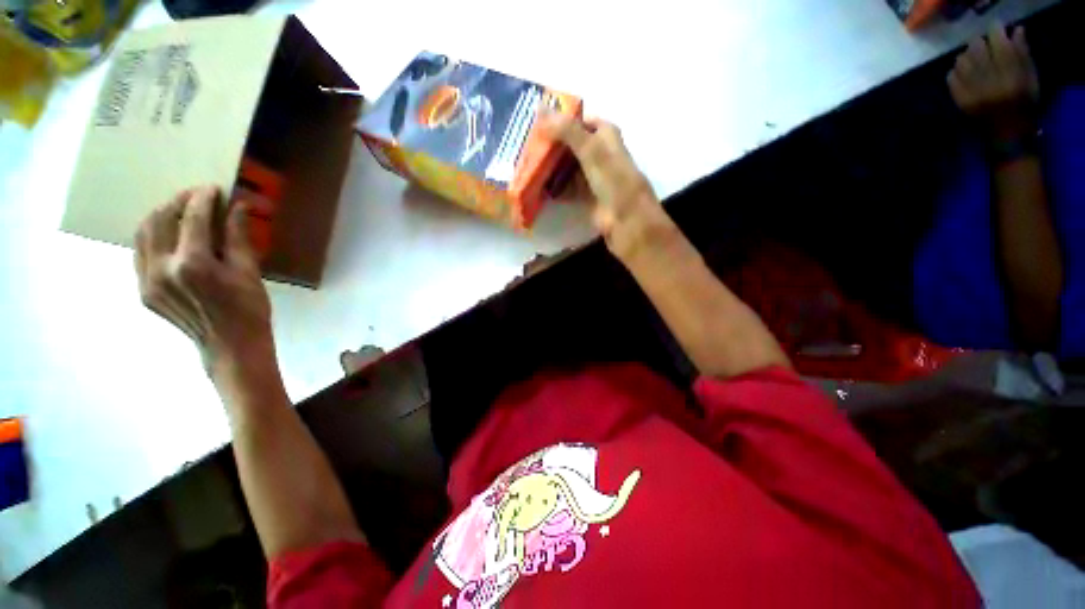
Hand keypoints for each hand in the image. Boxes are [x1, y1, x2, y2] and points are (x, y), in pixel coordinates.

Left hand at [135, 186, 273, 384]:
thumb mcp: (250, 273)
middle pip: (159, 221)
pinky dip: (153, 237)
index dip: (202, 199)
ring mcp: (147, 281)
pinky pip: (141, 253)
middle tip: (195, 196)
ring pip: (143, 234)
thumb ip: (238, 238)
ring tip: (179, 211)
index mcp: (193, 264)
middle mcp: (163, 269)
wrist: (230, 347)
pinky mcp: (143, 290)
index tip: (212, 188)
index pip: (192, 219)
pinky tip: (169, 236)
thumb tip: (237, 207)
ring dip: (160, 216)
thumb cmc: (250, 310)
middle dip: (177, 202)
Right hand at [540, 113, 676, 264]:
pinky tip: (541, 188)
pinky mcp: (589, 198)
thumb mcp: (591, 150)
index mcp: (607, 137)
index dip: (564, 120)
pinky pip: (570, 188)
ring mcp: (595, 178)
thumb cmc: (613, 181)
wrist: (626, 222)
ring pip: (571, 167)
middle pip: (575, 145)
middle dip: (555, 146)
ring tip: (529, 165)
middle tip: (529, 146)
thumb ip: (567, 130)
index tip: (540, 122)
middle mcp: (602, 155)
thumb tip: (540, 109)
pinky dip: (557, 188)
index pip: (583, 121)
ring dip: (554, 168)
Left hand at [948, 24, 1039, 141]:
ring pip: (961, 60)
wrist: (1008, 134)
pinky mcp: (960, 99)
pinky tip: (964, 76)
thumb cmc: (1024, 105)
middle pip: (975, 47)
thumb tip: (1015, 31)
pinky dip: (955, 73)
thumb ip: (1023, 54)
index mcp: (1009, 70)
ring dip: (966, 58)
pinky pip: (950, 78)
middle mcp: (988, 77)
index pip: (996, 40)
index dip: (995, 33)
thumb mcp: (1031, 78)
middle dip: (979, 44)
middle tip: (984, 49)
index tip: (996, 34)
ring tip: (973, 63)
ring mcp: (971, 88)